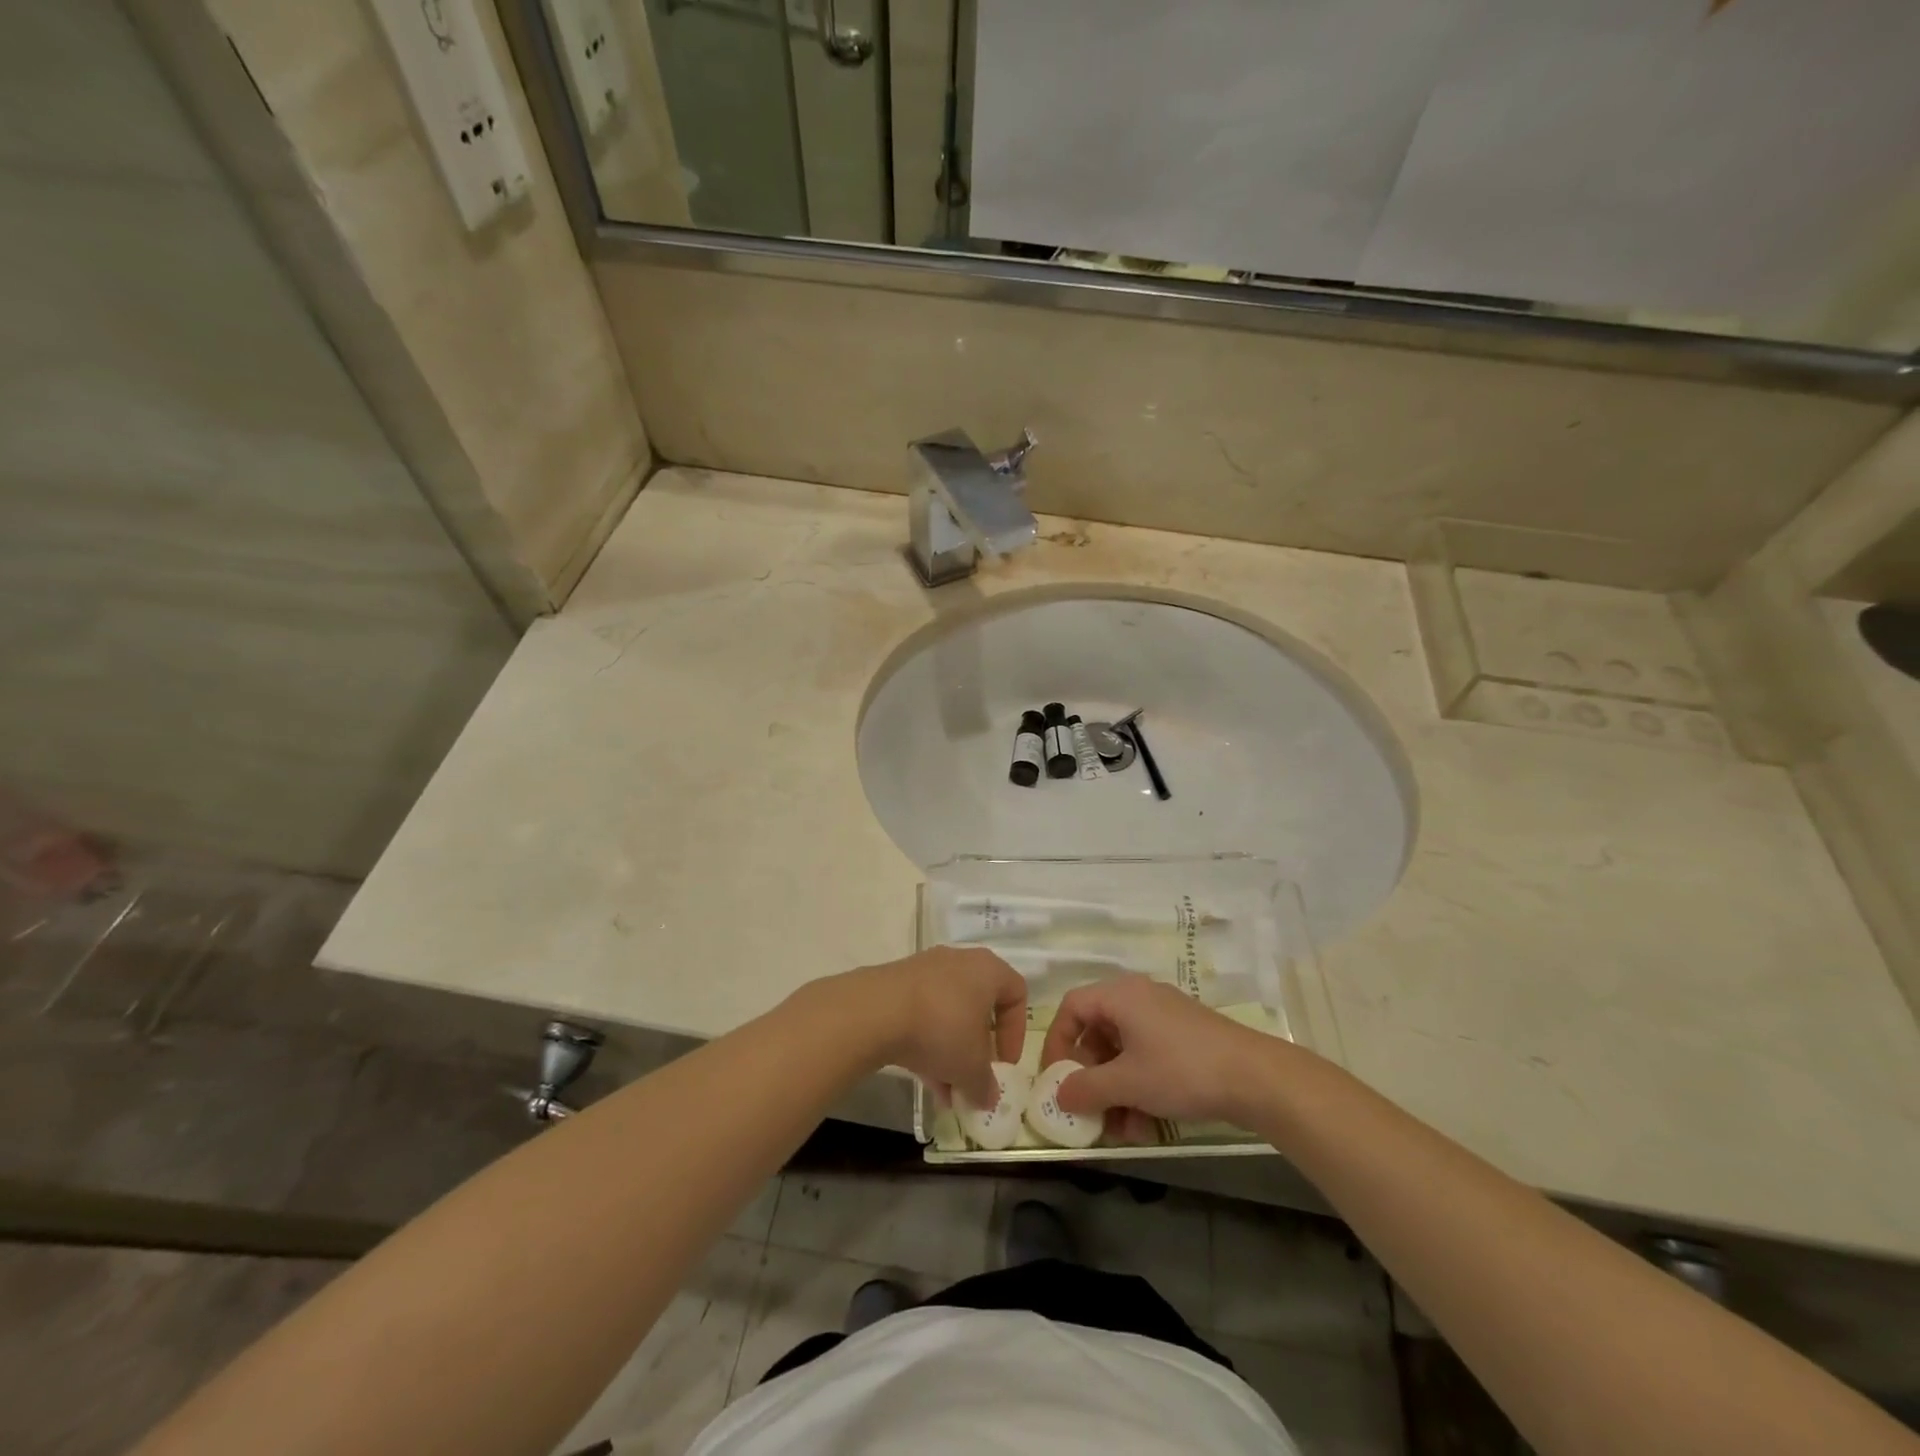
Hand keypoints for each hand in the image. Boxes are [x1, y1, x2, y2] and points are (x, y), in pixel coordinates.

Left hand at [843, 947, 1025, 1108]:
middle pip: (979, 1006)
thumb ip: (985, 1085)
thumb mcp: (971, 1068)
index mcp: (988, 970)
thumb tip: (987, 1098)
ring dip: (951, 1051)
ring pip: (949, 1013)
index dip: (1016, 1032)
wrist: (877, 1011)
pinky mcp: (898, 983)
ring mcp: (926, 970)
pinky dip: (927, 1042)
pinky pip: (923, 1013)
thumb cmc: (942, 1029)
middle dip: (978, 1048)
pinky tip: (922, 1077)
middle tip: (974, 1077)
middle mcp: (960, 961)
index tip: (1004, 1064)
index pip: (1016, 993)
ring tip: (945, 1090)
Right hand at [1040, 975, 1274, 1135]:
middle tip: (1089, 1110)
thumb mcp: (1127, 1083)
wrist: (1256, 1077)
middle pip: (1097, 1032)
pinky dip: (1140, 1089)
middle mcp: (1139, 998)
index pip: (1072, 1007)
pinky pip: (1147, 1058)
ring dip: (1116, 1092)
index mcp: (1120, 995)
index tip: (1056, 1079)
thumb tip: (1058, 1094)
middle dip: (1091, 1077)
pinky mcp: (1185, 1038)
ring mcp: (1164, 1018)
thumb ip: (1086, 1088)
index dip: (1057, 1042)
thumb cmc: (1181, 1070)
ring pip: (1123, 1052)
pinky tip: (1147, 1127)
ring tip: (1123, 1131)